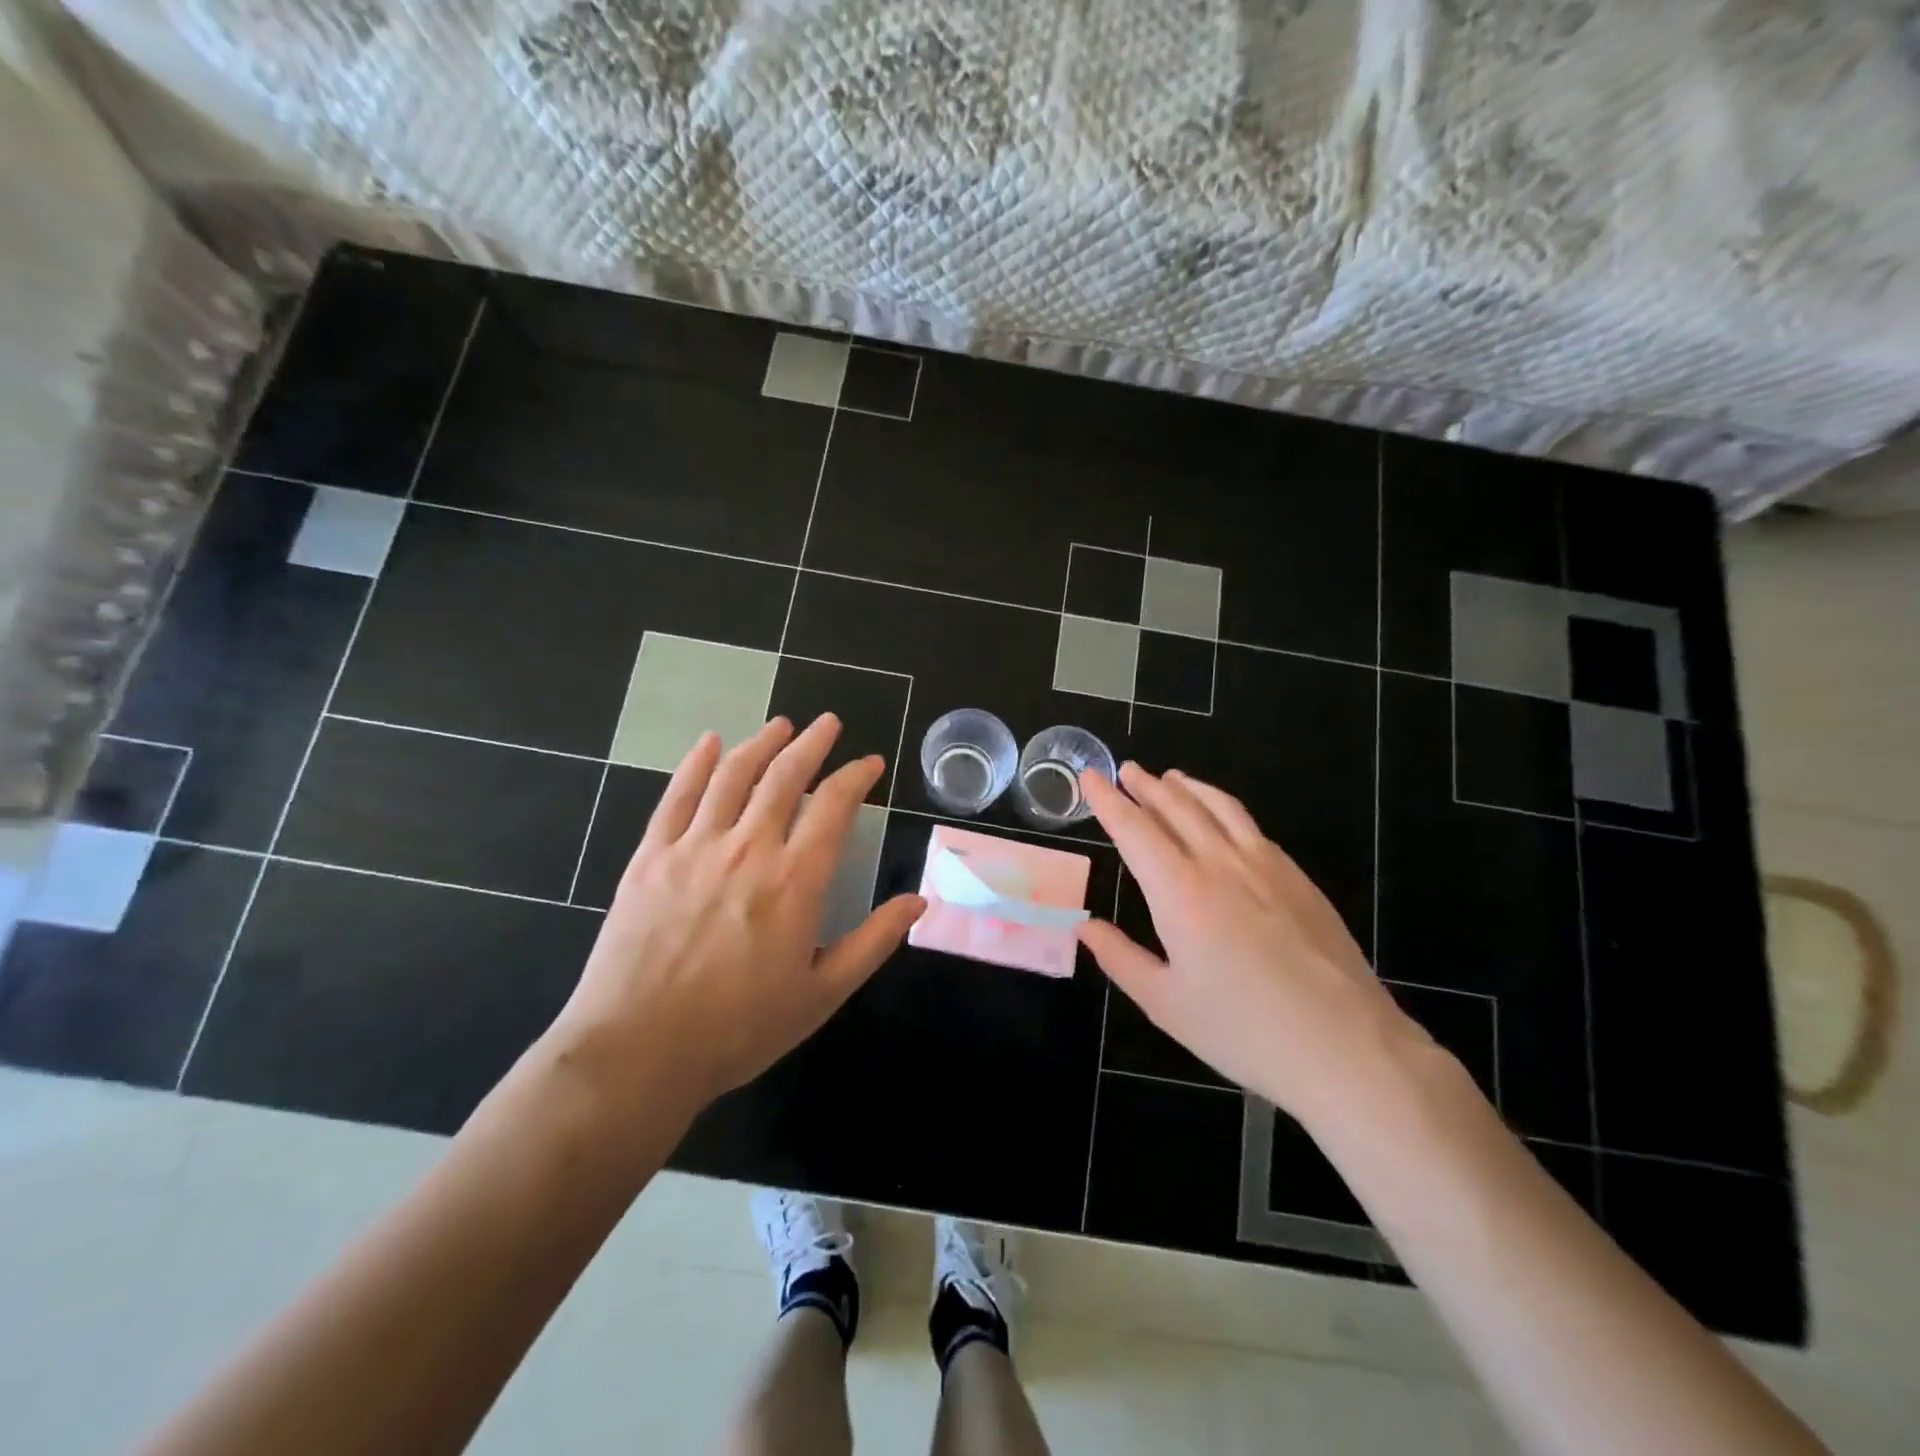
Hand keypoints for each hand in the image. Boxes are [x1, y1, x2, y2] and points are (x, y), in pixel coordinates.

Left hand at [547, 714, 923, 1116]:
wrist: (637, 1052)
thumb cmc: (738, 1029)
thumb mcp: (821, 994)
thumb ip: (873, 942)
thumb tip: (918, 902)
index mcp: (795, 881)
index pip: (834, 806)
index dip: (856, 777)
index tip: (870, 763)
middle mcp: (748, 850)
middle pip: (785, 777)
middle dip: (812, 744)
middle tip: (828, 724)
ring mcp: (694, 848)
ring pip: (733, 776)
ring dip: (761, 744)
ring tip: (781, 725)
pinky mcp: (651, 857)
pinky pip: (677, 796)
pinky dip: (696, 764)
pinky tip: (709, 744)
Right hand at [1077, 763, 1417, 1127]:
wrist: (1346, 1048)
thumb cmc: (1244, 1031)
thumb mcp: (1165, 1003)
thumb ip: (1120, 958)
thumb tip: (1084, 926)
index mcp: (1181, 893)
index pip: (1135, 830)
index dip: (1108, 801)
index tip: (1090, 776)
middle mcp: (1221, 865)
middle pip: (1178, 808)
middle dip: (1146, 786)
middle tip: (1126, 770)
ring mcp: (1266, 867)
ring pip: (1220, 808)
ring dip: (1189, 788)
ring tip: (1171, 778)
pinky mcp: (1298, 879)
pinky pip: (1252, 827)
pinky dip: (1224, 809)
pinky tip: (1223, 818)